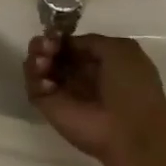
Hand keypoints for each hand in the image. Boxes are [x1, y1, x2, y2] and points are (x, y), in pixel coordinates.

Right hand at [23, 33, 165, 165]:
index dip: (62, 37)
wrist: (131, 131)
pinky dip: (34, 79)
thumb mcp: (120, 49)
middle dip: (44, 44)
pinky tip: (47, 81)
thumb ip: (90, 41)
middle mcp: (79, 77)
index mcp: (99, 63)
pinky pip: (34, 88)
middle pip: (52, 54)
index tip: (56, 34)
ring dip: (36, 57)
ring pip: (39, 68)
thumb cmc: (131, 87)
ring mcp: (63, 93)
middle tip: (46, 45)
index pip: (71, 46)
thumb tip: (67, 43)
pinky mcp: (49, 108)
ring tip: (44, 61)